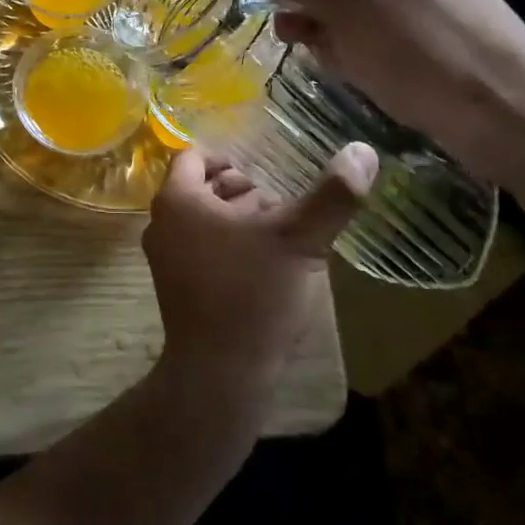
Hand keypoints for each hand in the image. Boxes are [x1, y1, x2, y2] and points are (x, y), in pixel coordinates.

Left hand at [144, 144, 376, 401]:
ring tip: (279, 243)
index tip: (264, 177)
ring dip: (240, 223)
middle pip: (203, 189)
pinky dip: (230, 250)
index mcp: (178, 199)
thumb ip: (332, 195)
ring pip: (205, 222)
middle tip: (280, 212)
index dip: (230, 159)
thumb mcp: (299, 239)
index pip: (195, 156)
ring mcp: (165, 260)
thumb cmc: (252, 294)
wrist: (219, 374)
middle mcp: (161, 223)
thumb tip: (363, 150)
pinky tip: (265, 272)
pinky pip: (202, 252)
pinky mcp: (175, 290)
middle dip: (242, 194)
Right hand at [254, 0, 524, 184]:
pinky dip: (356, 55)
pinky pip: (374, 41)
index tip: (274, 10)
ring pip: (349, 13)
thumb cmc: (417, 40)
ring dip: (329, 36)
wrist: (504, 108)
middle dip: (308, 9)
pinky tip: (357, 75)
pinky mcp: (429, 43)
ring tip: (330, 61)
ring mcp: (420, 3)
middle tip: (294, 40)